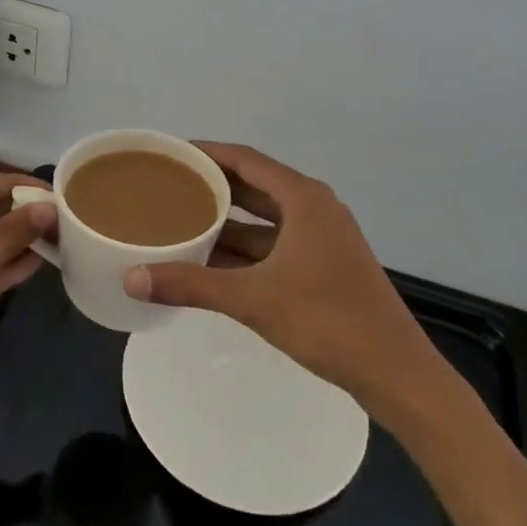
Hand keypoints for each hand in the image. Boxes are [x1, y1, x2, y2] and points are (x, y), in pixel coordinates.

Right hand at [124, 142, 448, 402]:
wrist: (395, 372)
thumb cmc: (327, 320)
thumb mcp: (252, 299)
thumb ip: (190, 285)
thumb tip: (131, 278)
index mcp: (303, 198)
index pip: (245, 159)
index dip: (206, 153)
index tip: (170, 154)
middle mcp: (314, 208)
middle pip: (254, 185)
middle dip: (212, 186)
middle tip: (168, 186)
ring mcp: (322, 238)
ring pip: (264, 218)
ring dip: (227, 221)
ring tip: (181, 220)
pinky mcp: (324, 265)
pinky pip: (274, 243)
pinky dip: (244, 248)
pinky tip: (211, 261)